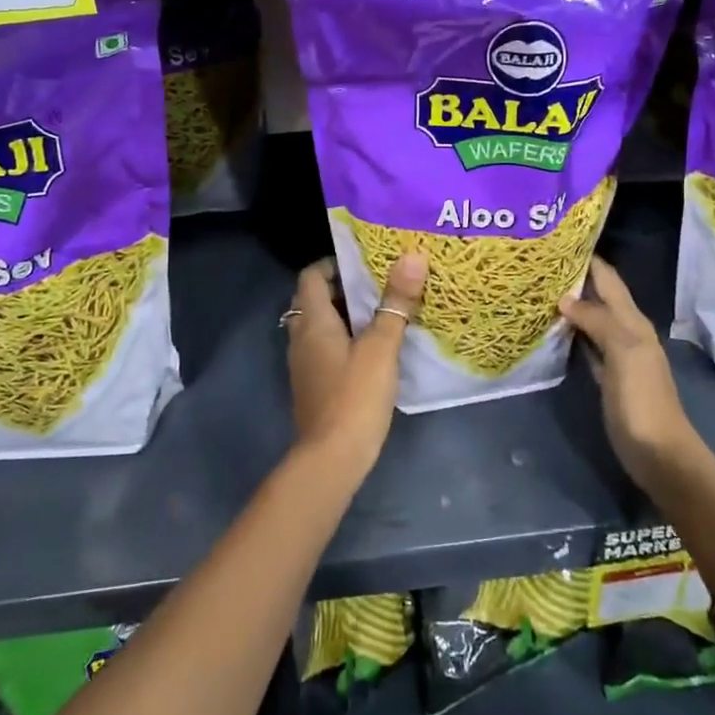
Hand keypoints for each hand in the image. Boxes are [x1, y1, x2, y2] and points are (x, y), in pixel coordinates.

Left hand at [284, 253, 426, 479]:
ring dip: (347, 316)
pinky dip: (346, 341)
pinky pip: (327, 349)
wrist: (331, 459)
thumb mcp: (381, 346)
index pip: (312, 275)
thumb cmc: (354, 395)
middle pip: (316, 299)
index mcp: (313, 320)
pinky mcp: (315, 385)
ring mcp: (305, 364)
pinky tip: (376, 349)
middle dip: (346, 288)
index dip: (335, 263)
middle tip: (382, 284)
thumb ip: (396, 302)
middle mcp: (301, 337)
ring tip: (384, 312)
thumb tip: (412, 256)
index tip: (367, 262)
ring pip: (322, 326)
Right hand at [561, 256, 701, 495]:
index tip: (558, 240)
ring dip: (570, 303)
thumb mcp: (623, 352)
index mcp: (632, 321)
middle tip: (539, 261)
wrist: (659, 453)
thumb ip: (597, 321)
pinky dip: (570, 332)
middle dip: (574, 277)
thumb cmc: (642, 400)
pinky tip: (551, 327)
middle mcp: (625, 331)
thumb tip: (565, 298)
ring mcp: (615, 355)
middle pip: (598, 296)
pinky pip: (585, 344)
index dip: (588, 258)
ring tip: (538, 287)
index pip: (607, 279)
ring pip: (590, 318)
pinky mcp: (605, 376)